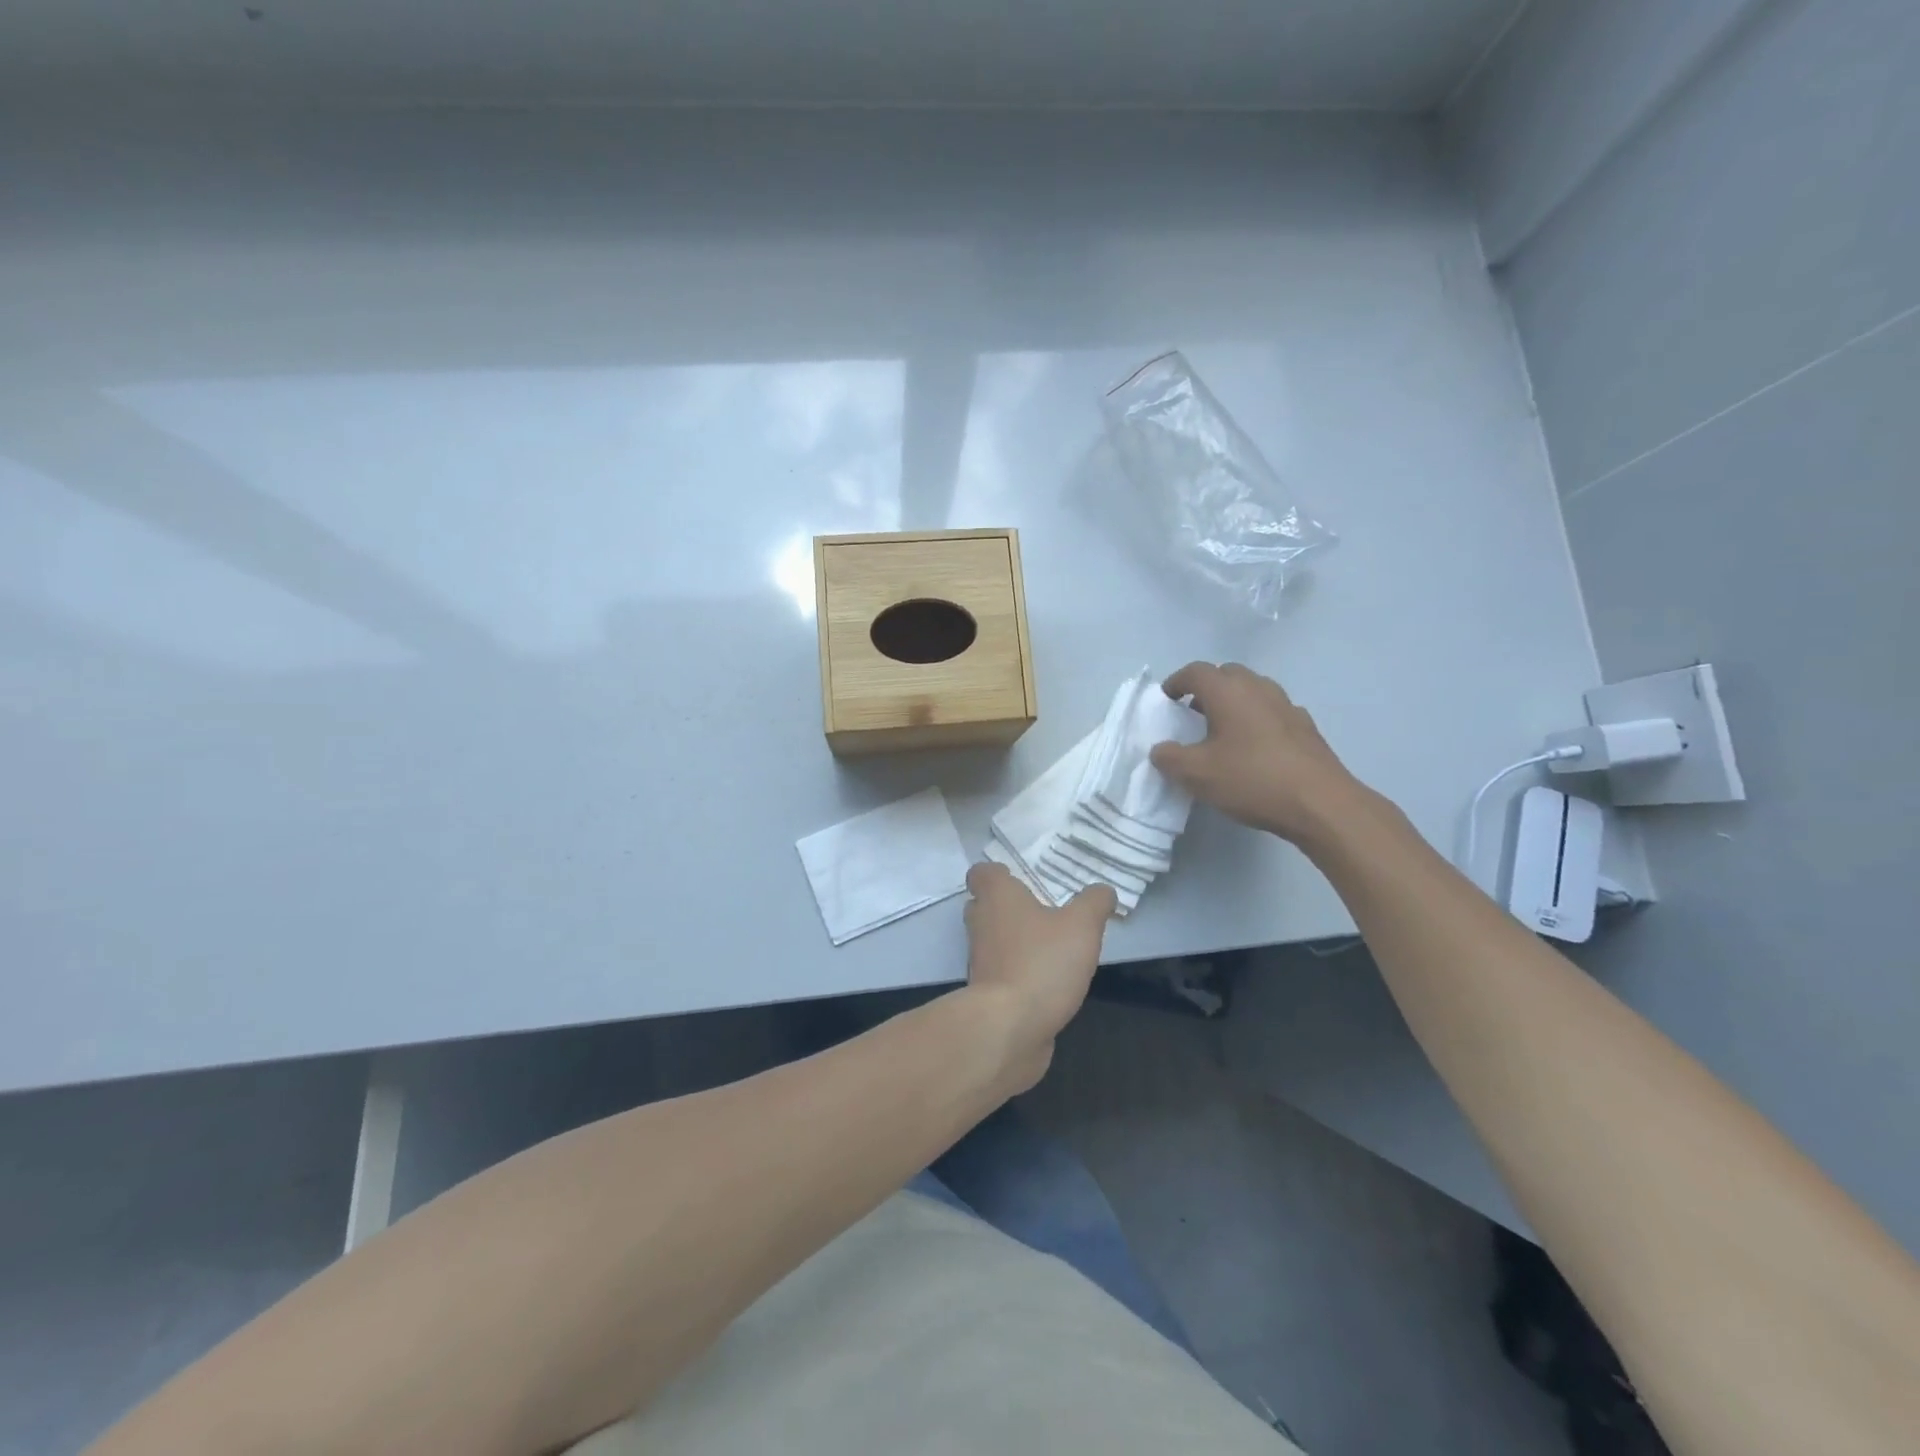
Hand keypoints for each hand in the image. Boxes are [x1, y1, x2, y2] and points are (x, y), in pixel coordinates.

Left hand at [963, 862, 1114, 1090]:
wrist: (1008, 1028)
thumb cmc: (1042, 963)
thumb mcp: (1082, 925)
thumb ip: (1094, 903)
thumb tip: (1102, 891)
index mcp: (996, 897)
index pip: (981, 873)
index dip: (998, 874)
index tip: (1020, 879)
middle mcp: (981, 924)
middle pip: (984, 906)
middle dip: (1009, 907)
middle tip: (1042, 910)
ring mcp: (980, 961)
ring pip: (993, 941)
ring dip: (1016, 942)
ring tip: (1052, 947)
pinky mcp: (986, 994)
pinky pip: (1002, 974)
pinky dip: (1019, 974)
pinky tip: (1048, 982)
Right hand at [1150, 662, 1368, 844]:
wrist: (1320, 804)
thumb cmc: (1252, 779)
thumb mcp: (1197, 774)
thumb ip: (1170, 758)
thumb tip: (1160, 749)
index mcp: (1228, 692)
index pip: (1196, 671)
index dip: (1176, 682)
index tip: (1166, 700)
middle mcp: (1259, 688)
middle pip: (1227, 674)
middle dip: (1206, 689)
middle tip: (1192, 713)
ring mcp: (1287, 706)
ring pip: (1253, 691)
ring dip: (1234, 703)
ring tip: (1221, 731)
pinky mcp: (1306, 728)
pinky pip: (1273, 712)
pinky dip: (1257, 720)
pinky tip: (1254, 748)